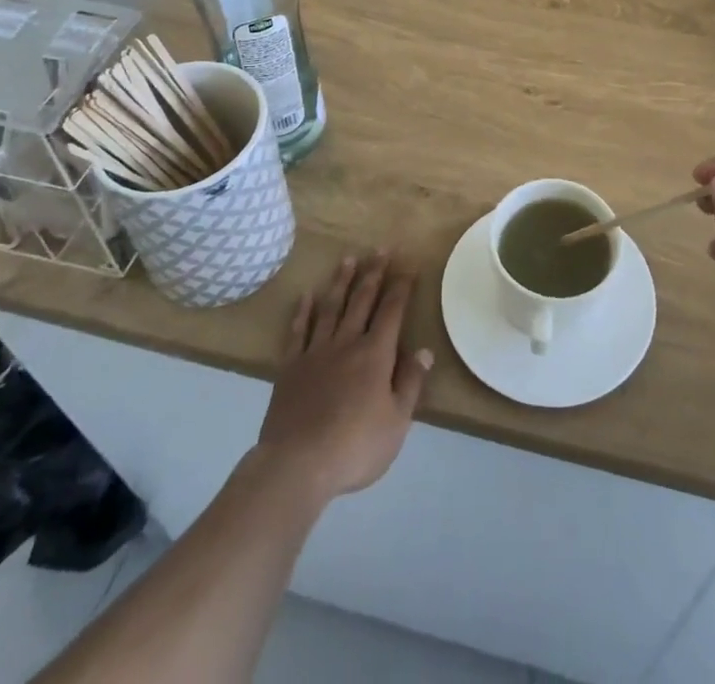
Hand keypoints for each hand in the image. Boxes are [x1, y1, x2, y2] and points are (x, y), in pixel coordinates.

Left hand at [254, 254, 431, 505]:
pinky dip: (303, 311)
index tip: (408, 265)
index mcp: (375, 354)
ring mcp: (316, 352)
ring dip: (341, 282)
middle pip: (362, 300)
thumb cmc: (355, 446)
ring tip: (348, 259)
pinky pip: (298, 331)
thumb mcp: (397, 422)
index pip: (392, 311)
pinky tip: (306, 296)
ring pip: (331, 307)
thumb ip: (410, 383)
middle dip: (373, 273)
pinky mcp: (290, 366)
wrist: (297, 464)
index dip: (401, 286)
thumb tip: (424, 350)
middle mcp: (347, 343)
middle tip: (380, 249)